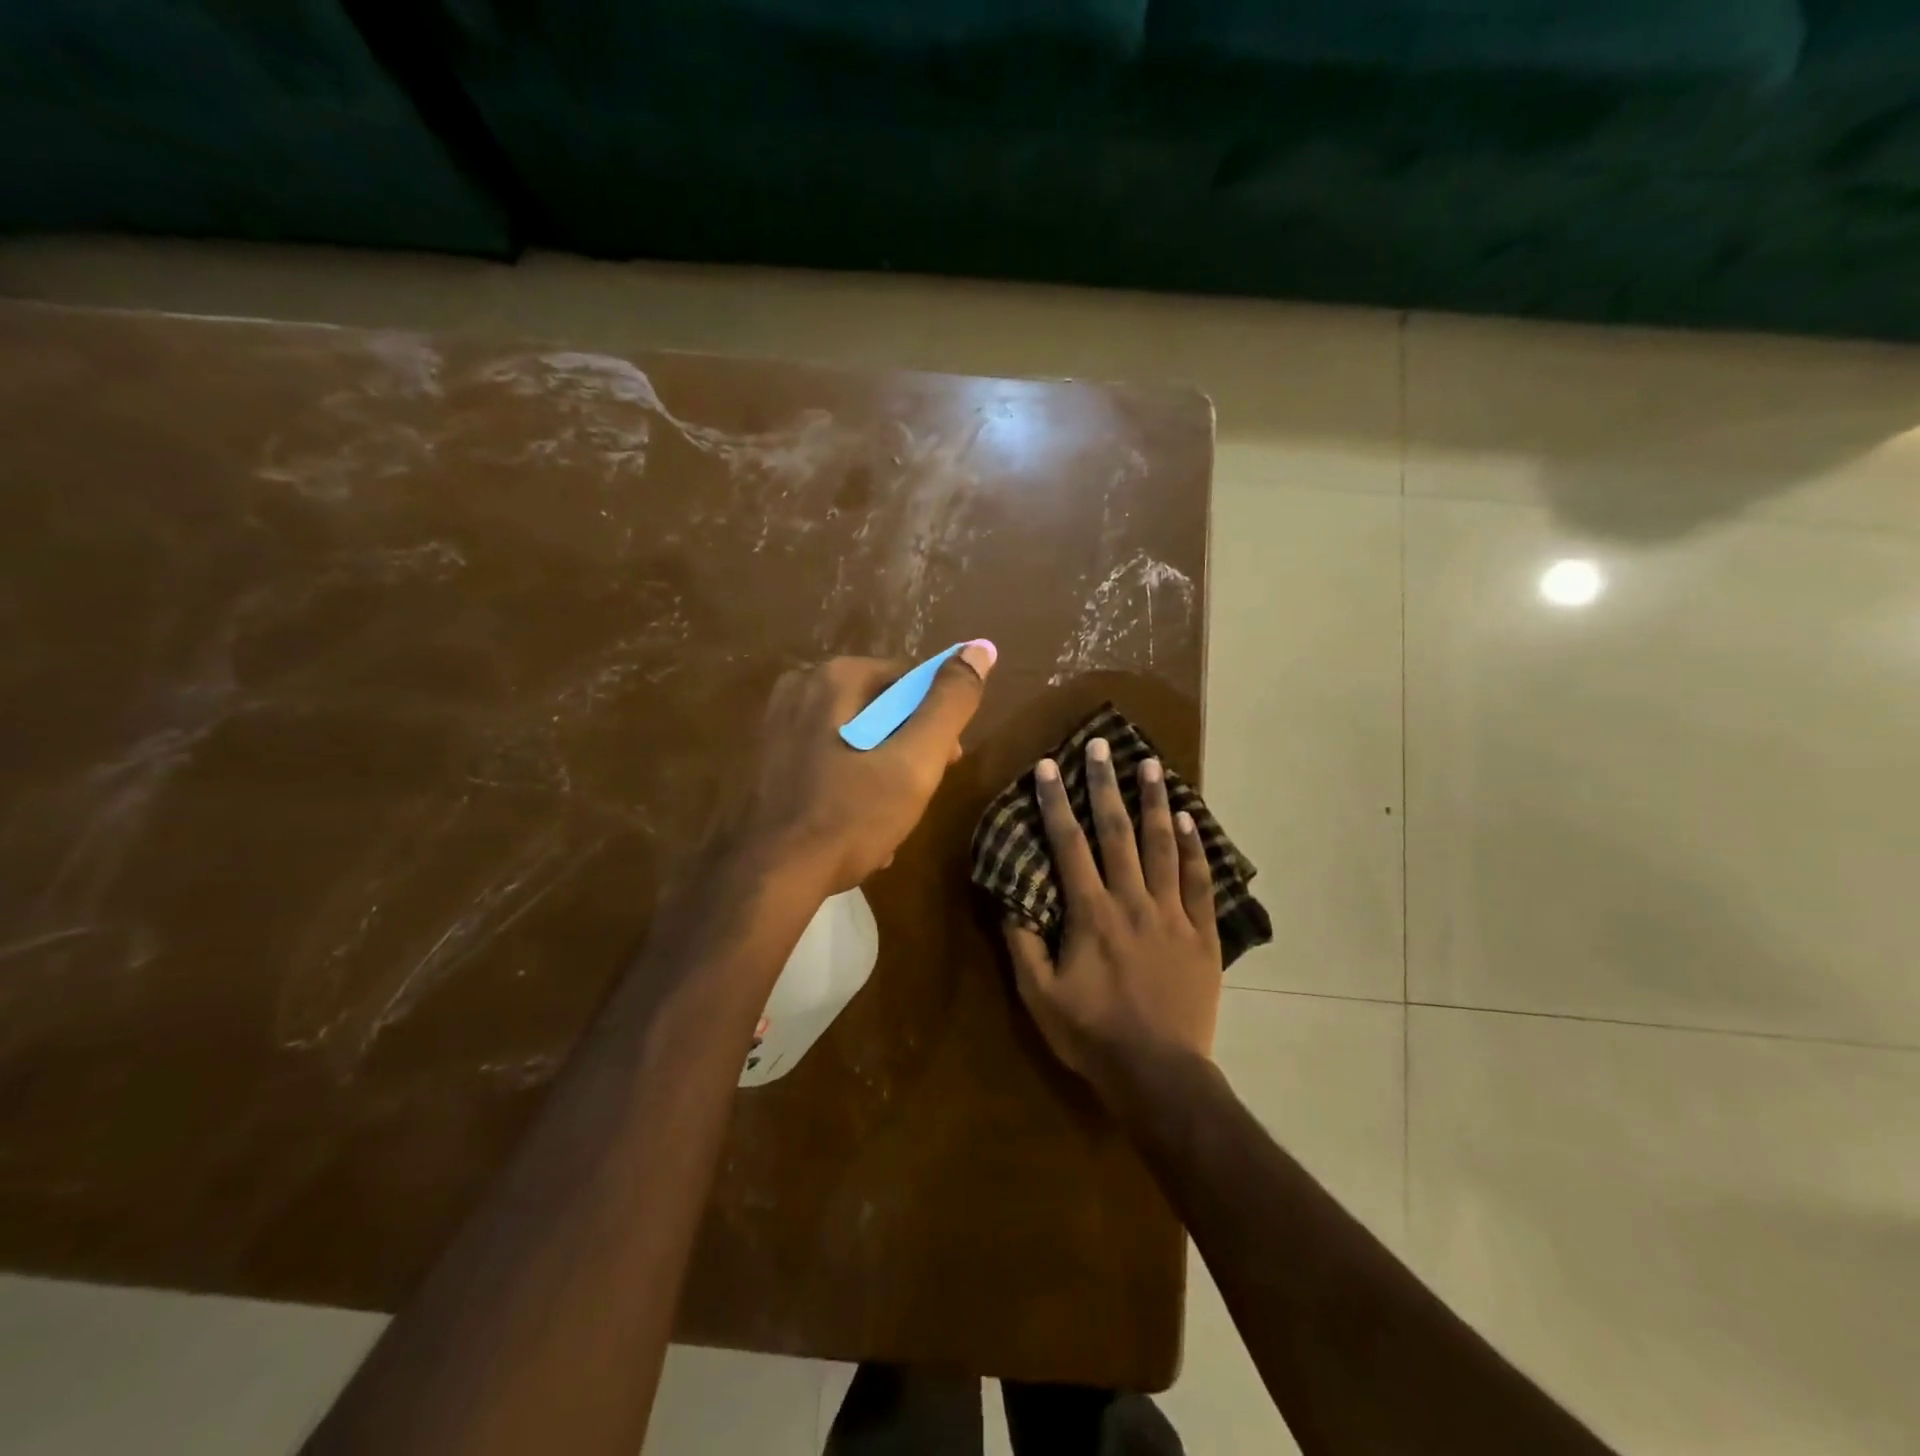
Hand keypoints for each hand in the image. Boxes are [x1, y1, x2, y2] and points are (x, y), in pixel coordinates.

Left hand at [737, 645, 995, 894]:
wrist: (765, 879)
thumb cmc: (848, 816)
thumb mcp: (915, 761)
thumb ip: (950, 703)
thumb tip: (981, 648)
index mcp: (835, 677)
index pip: (910, 682)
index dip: (937, 722)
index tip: (947, 765)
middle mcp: (800, 688)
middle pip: (881, 710)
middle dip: (907, 752)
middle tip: (917, 797)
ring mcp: (775, 725)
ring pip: (854, 739)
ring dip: (880, 774)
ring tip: (888, 821)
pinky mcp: (764, 760)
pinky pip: (825, 761)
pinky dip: (847, 786)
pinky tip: (855, 828)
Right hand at [1003, 738, 1221, 1108]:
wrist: (1159, 1075)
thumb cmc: (1092, 1034)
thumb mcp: (1039, 995)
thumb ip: (1022, 942)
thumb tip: (1009, 896)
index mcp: (1091, 913)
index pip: (1069, 845)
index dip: (1056, 803)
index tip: (1049, 766)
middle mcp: (1132, 901)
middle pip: (1117, 832)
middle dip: (1106, 785)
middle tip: (1102, 745)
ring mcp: (1172, 914)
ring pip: (1163, 846)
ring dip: (1155, 802)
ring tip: (1151, 764)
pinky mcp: (1202, 933)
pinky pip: (1199, 881)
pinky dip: (1195, 848)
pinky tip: (1190, 819)